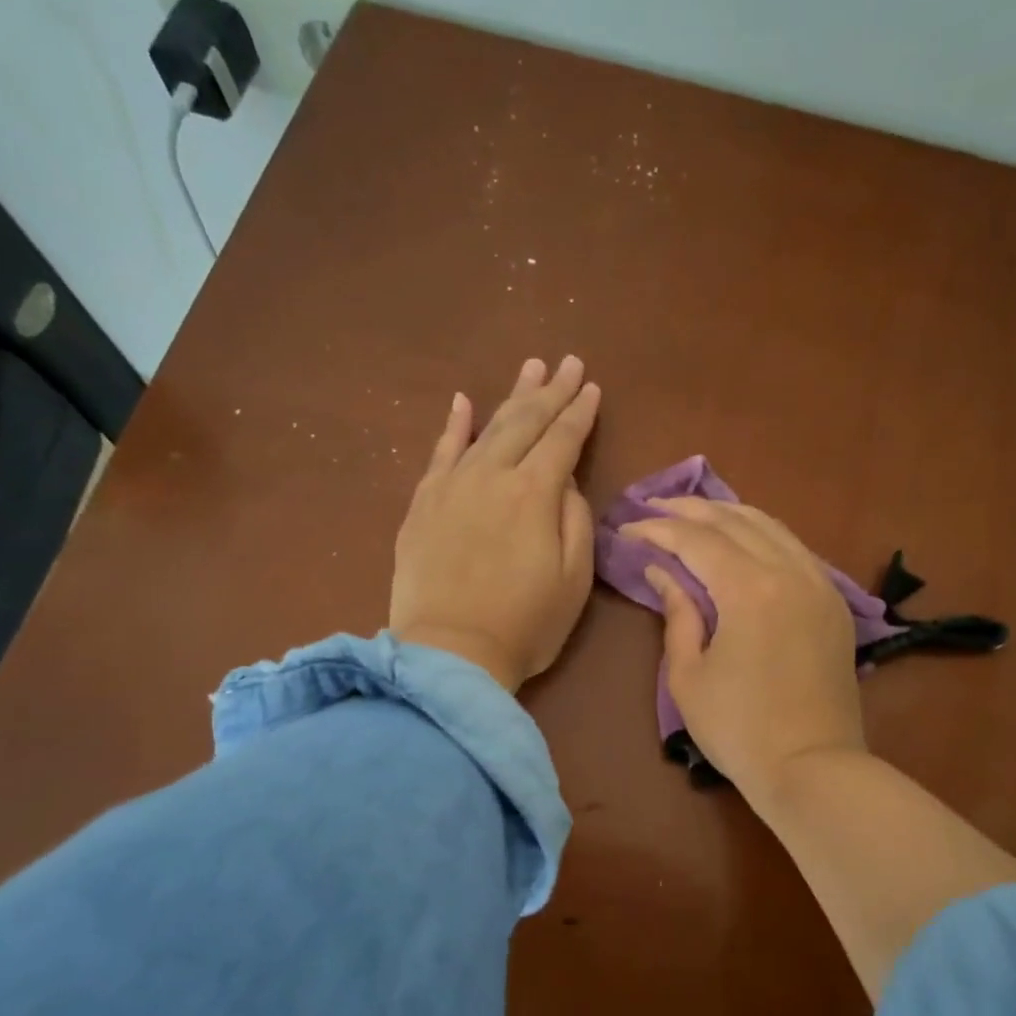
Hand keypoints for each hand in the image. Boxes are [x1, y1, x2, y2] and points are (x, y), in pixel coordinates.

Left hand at [390, 356, 599, 692]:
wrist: (450, 653)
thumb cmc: (525, 625)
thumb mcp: (575, 579)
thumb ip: (576, 520)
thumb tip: (566, 484)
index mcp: (535, 494)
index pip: (563, 439)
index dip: (580, 412)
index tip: (593, 387)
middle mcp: (493, 476)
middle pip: (526, 422)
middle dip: (551, 391)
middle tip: (568, 362)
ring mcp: (452, 486)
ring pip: (486, 429)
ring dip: (511, 398)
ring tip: (530, 369)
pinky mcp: (423, 504)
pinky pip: (440, 453)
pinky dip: (454, 426)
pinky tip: (463, 402)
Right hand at [618, 498, 865, 795]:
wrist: (812, 767)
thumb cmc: (739, 729)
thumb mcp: (689, 675)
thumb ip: (677, 614)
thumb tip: (663, 572)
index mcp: (751, 589)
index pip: (697, 540)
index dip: (658, 529)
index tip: (629, 527)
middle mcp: (790, 572)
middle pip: (736, 521)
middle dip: (691, 510)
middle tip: (656, 508)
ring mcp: (820, 585)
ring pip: (772, 527)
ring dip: (730, 515)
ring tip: (696, 515)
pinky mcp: (834, 604)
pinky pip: (795, 549)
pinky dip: (764, 536)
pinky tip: (744, 542)